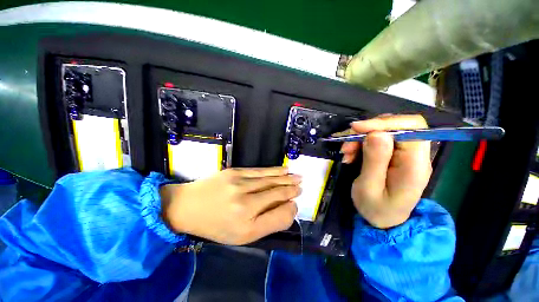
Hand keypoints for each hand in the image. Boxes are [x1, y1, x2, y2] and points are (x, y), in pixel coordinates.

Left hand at [160, 167, 300, 244]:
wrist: (189, 206)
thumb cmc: (216, 225)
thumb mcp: (243, 235)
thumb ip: (269, 223)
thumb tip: (288, 208)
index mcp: (247, 219)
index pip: (278, 210)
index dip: (290, 204)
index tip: (297, 200)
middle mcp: (245, 199)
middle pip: (275, 192)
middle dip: (291, 188)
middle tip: (302, 185)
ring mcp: (239, 182)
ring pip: (270, 179)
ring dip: (285, 178)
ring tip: (297, 176)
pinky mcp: (235, 172)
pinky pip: (259, 171)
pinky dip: (273, 170)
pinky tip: (283, 169)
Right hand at [341, 115, 431, 228]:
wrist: (383, 220)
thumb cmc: (376, 209)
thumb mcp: (369, 188)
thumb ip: (375, 161)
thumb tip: (376, 134)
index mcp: (415, 165)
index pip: (411, 127)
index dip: (383, 122)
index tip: (356, 129)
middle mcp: (414, 155)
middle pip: (396, 126)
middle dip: (367, 131)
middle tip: (347, 146)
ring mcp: (404, 154)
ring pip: (383, 131)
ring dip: (360, 138)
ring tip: (346, 153)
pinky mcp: (393, 155)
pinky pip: (376, 140)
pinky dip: (359, 143)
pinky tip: (350, 155)